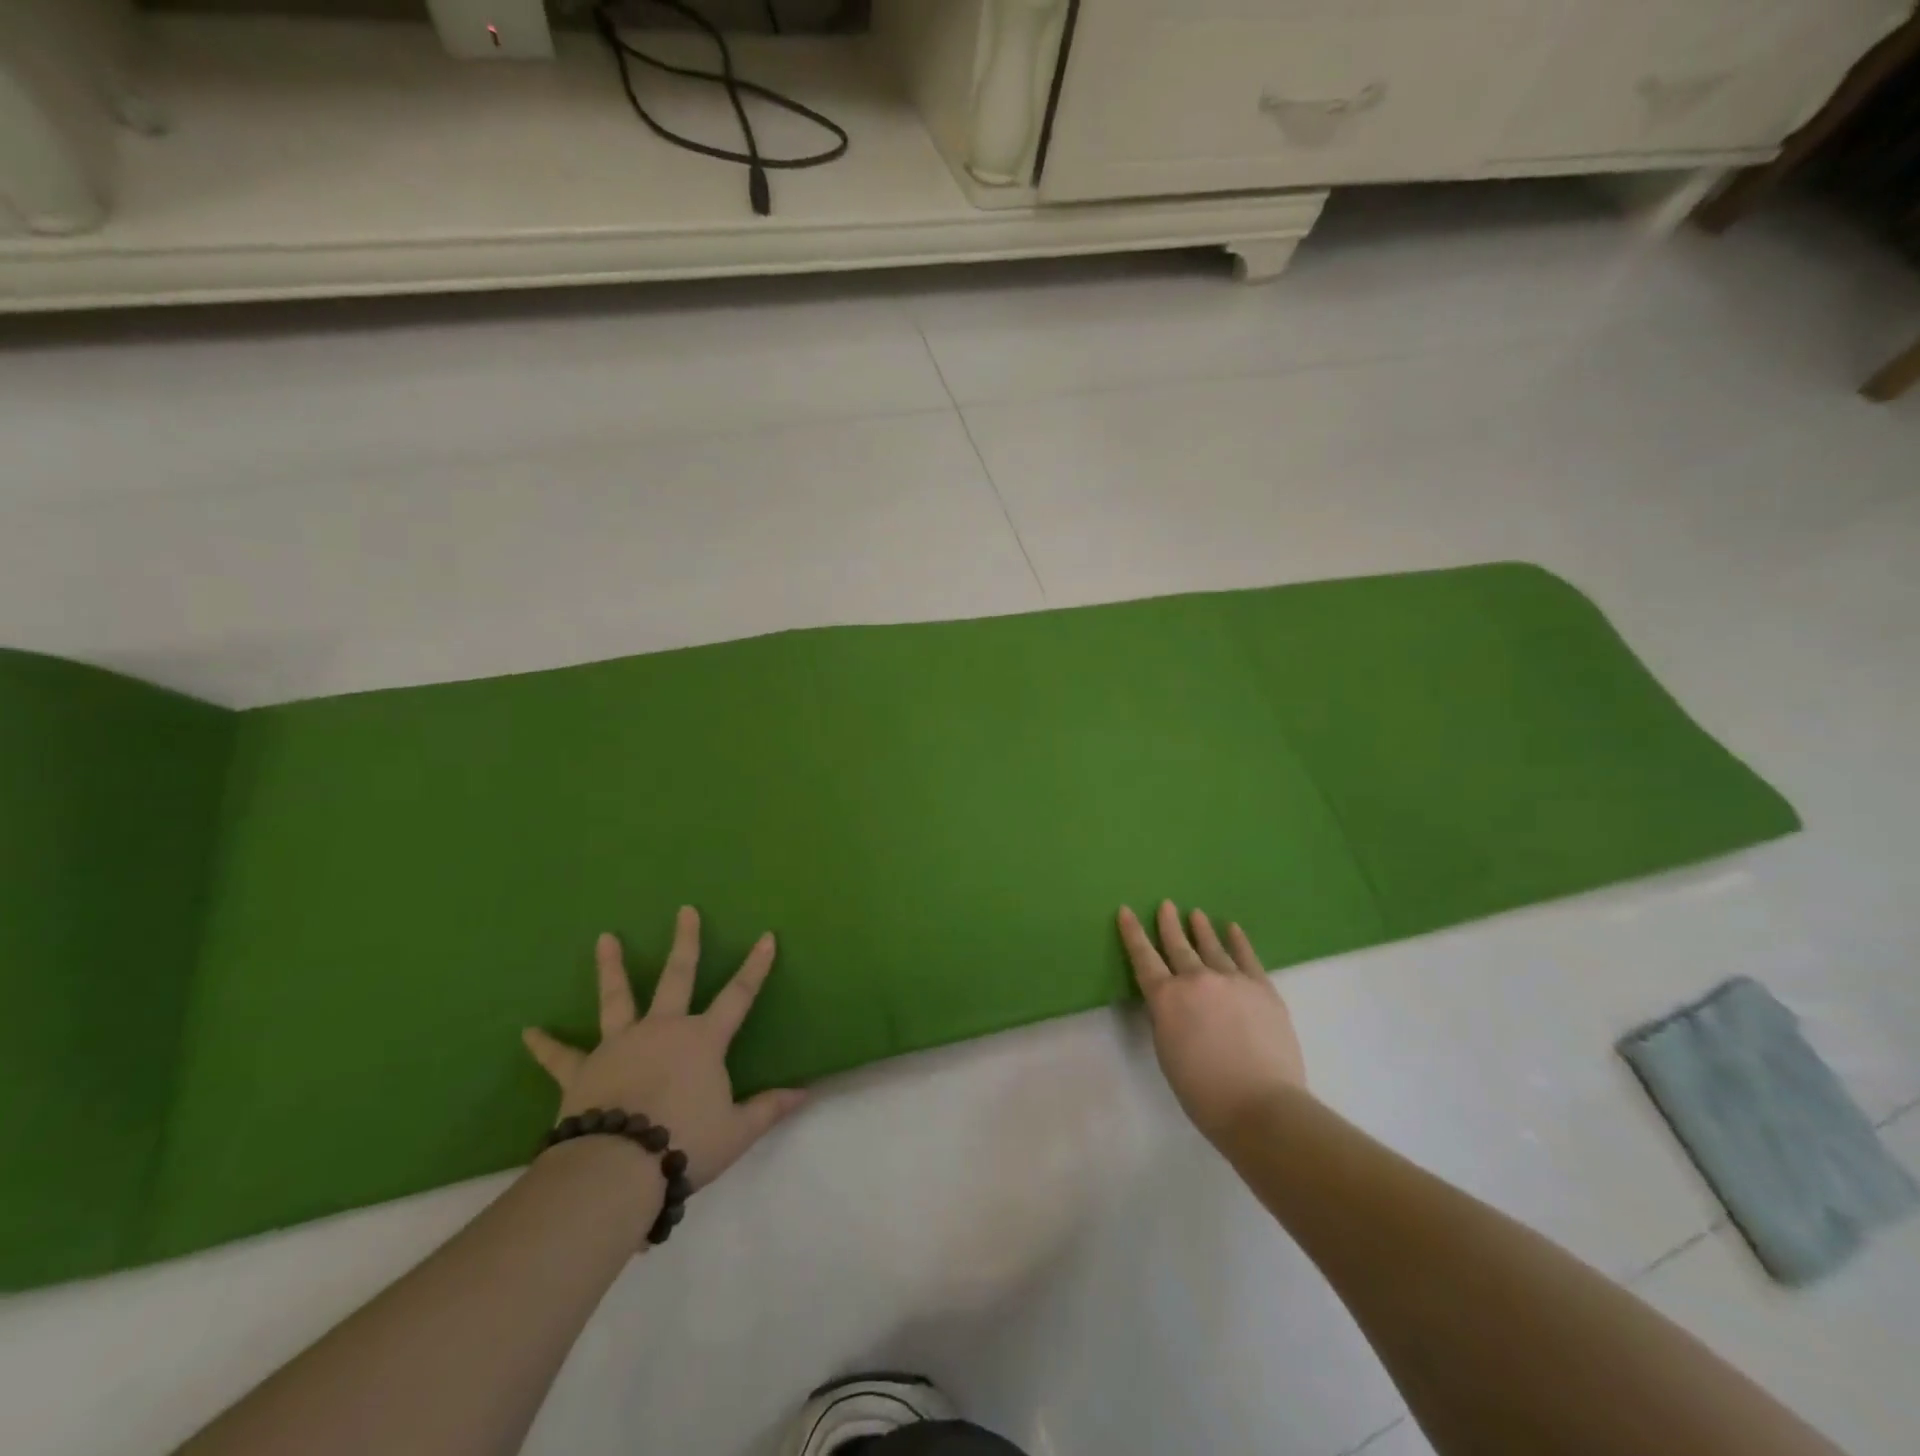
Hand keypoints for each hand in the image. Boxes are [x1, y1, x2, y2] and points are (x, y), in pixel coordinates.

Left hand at [522, 907, 806, 1190]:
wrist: (616, 1168)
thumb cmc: (684, 1143)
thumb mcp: (737, 1131)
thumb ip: (769, 1108)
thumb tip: (806, 1092)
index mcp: (702, 1040)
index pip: (739, 995)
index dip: (756, 966)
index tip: (766, 936)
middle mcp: (663, 1029)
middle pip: (676, 977)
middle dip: (685, 941)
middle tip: (685, 910)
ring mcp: (620, 1045)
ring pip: (617, 998)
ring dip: (610, 968)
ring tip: (604, 938)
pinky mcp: (583, 1070)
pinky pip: (562, 1056)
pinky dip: (546, 1045)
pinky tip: (528, 1032)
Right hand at [1118, 901, 1307, 1141]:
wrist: (1261, 1105)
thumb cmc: (1203, 1091)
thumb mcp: (1167, 1053)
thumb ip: (1167, 1020)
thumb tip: (1174, 1003)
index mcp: (1167, 998)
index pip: (1143, 958)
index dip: (1133, 934)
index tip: (1126, 911)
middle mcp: (1196, 980)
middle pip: (1178, 946)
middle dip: (1168, 925)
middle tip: (1166, 905)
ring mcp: (1232, 980)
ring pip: (1212, 947)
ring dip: (1202, 929)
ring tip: (1196, 914)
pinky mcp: (1262, 988)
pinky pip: (1247, 957)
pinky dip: (1238, 941)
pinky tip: (1233, 929)